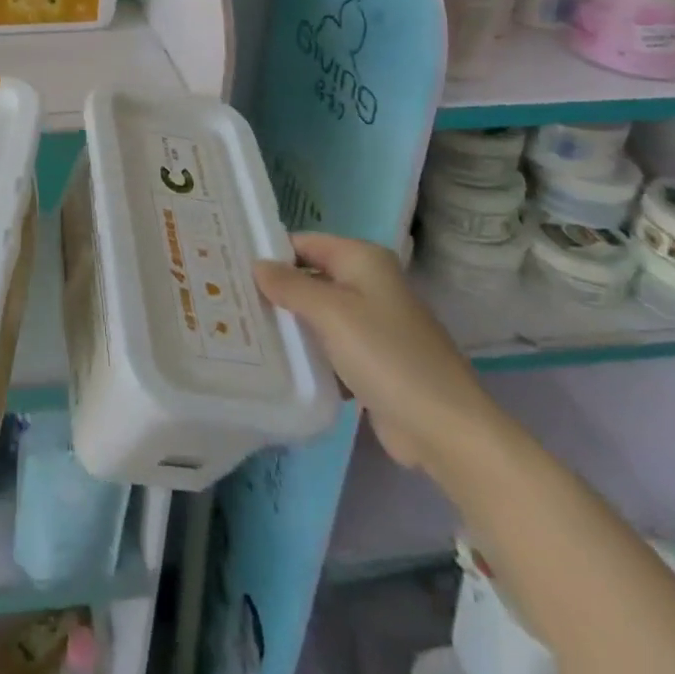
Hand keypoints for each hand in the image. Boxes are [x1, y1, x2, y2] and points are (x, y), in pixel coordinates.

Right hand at [254, 233, 504, 472]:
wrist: (446, 430)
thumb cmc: (386, 356)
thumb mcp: (330, 313)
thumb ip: (289, 285)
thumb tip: (257, 265)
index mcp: (363, 259)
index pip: (303, 243)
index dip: (270, 252)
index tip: (230, 265)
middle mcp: (368, 283)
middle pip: (310, 276)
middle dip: (275, 289)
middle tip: (228, 298)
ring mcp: (372, 323)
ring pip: (317, 313)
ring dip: (289, 322)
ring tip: (241, 325)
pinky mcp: (372, 360)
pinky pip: (330, 345)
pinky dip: (308, 350)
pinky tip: (276, 359)